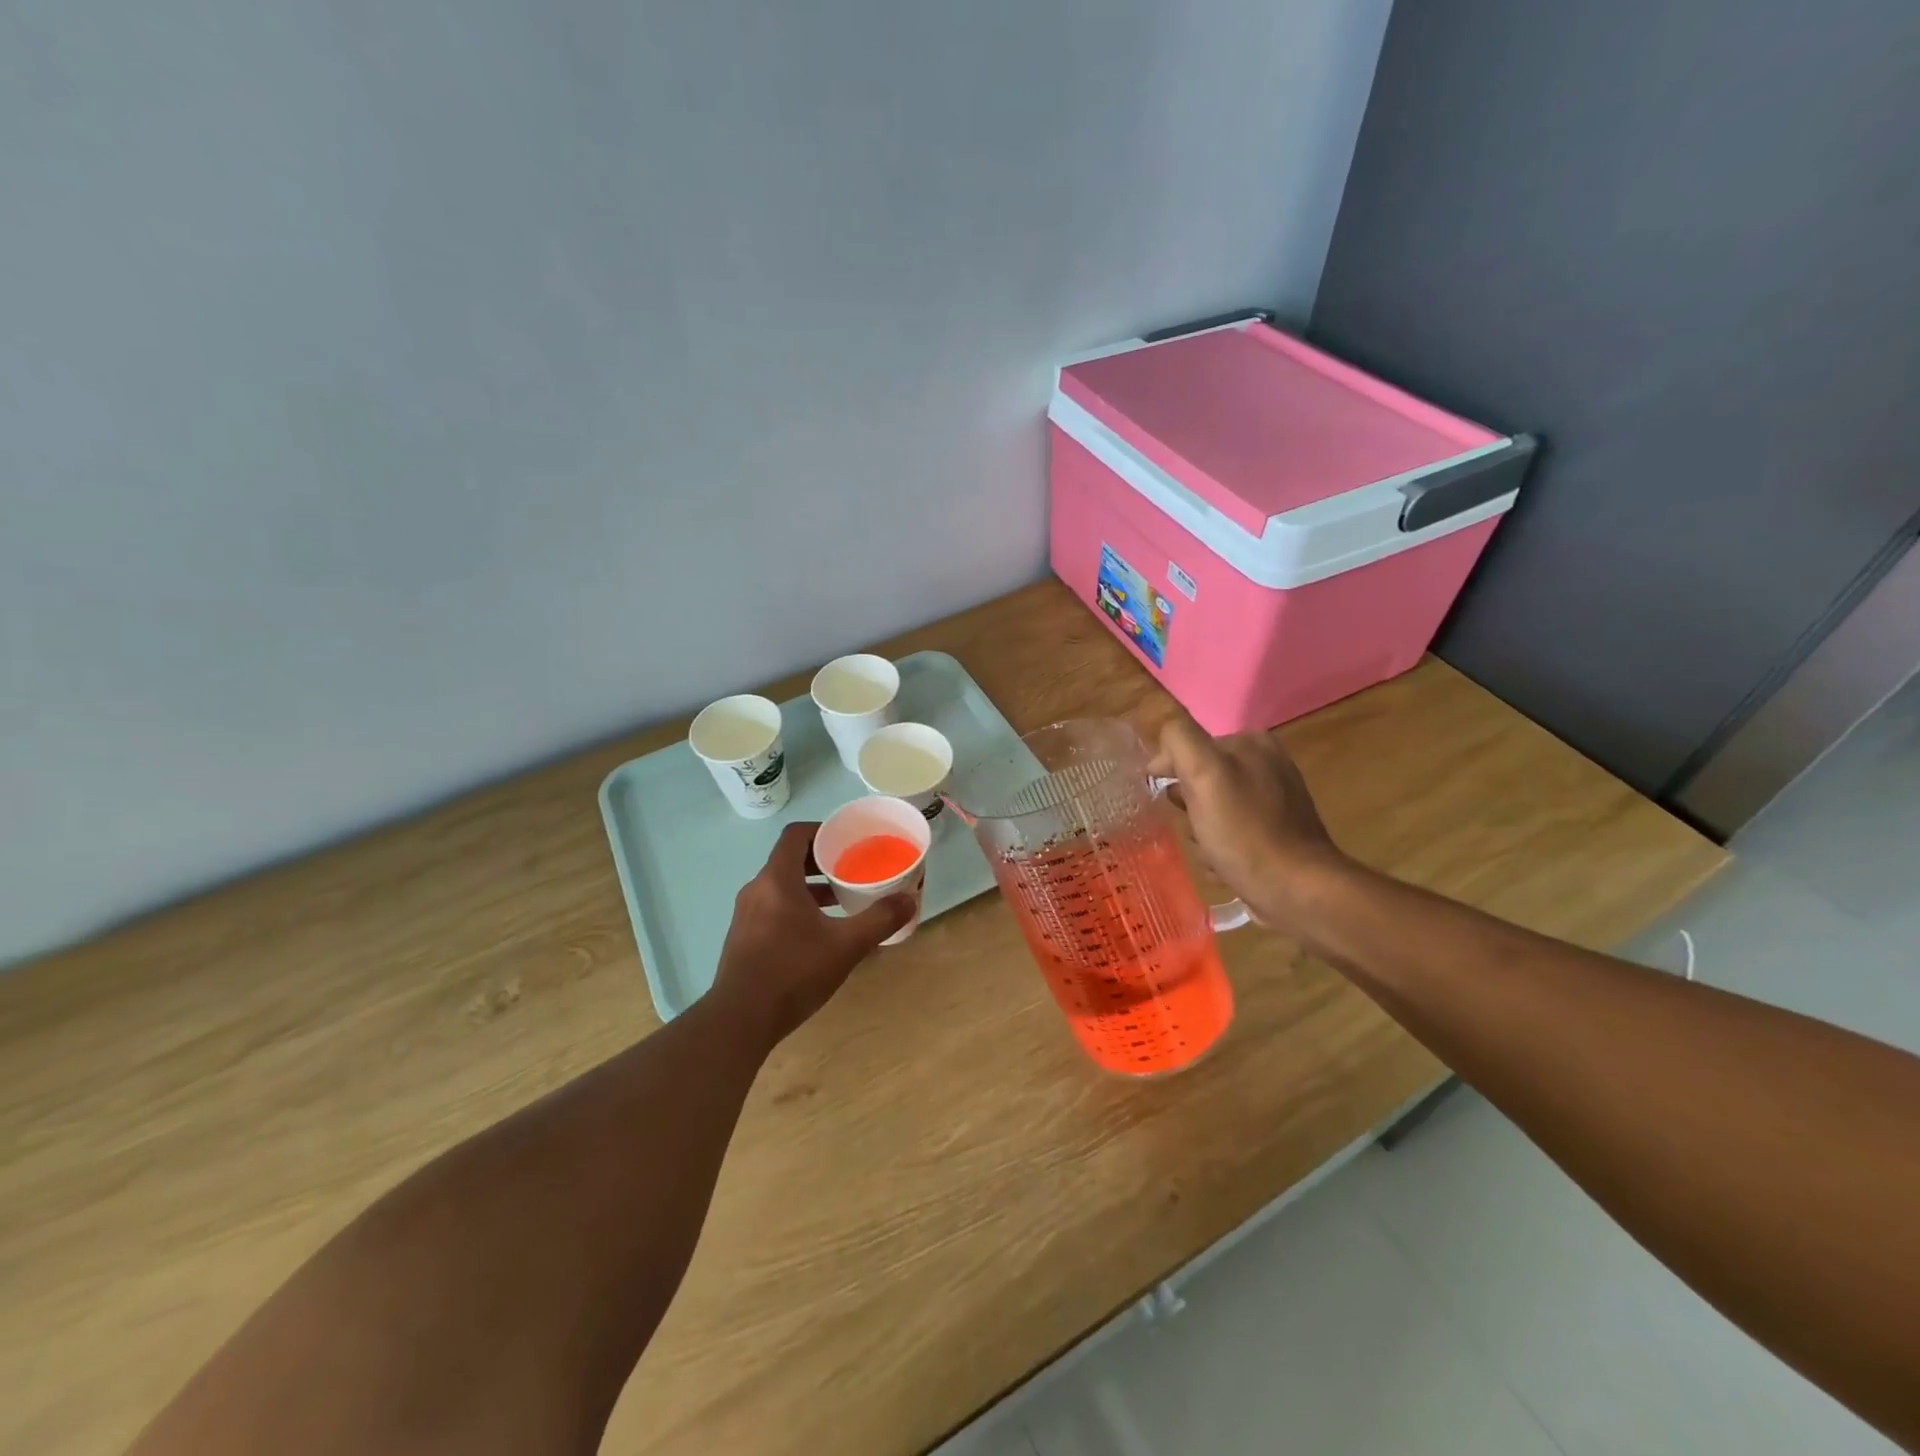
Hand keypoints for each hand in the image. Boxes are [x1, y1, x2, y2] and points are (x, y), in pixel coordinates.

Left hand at [708, 822, 914, 1045]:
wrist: (740, 1021)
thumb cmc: (793, 972)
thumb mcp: (845, 946)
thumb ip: (879, 920)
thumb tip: (909, 900)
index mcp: (777, 880)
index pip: (795, 834)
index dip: (822, 830)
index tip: (847, 840)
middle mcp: (756, 890)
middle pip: (789, 860)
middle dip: (822, 862)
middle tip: (852, 870)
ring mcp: (746, 915)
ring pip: (782, 887)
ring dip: (811, 889)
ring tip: (842, 902)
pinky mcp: (743, 938)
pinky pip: (773, 909)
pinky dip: (797, 909)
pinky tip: (820, 935)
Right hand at [1148, 716, 1351, 930]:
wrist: (1295, 889)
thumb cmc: (1244, 832)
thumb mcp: (1203, 773)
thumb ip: (1181, 740)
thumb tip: (1165, 741)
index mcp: (1251, 742)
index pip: (1188, 745)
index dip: (1168, 772)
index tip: (1161, 799)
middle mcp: (1266, 764)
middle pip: (1199, 780)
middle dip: (1188, 807)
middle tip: (1194, 829)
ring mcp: (1274, 799)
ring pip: (1212, 809)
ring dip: (1201, 832)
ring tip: (1209, 851)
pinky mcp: (1277, 832)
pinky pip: (1231, 832)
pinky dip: (1220, 848)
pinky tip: (1223, 864)